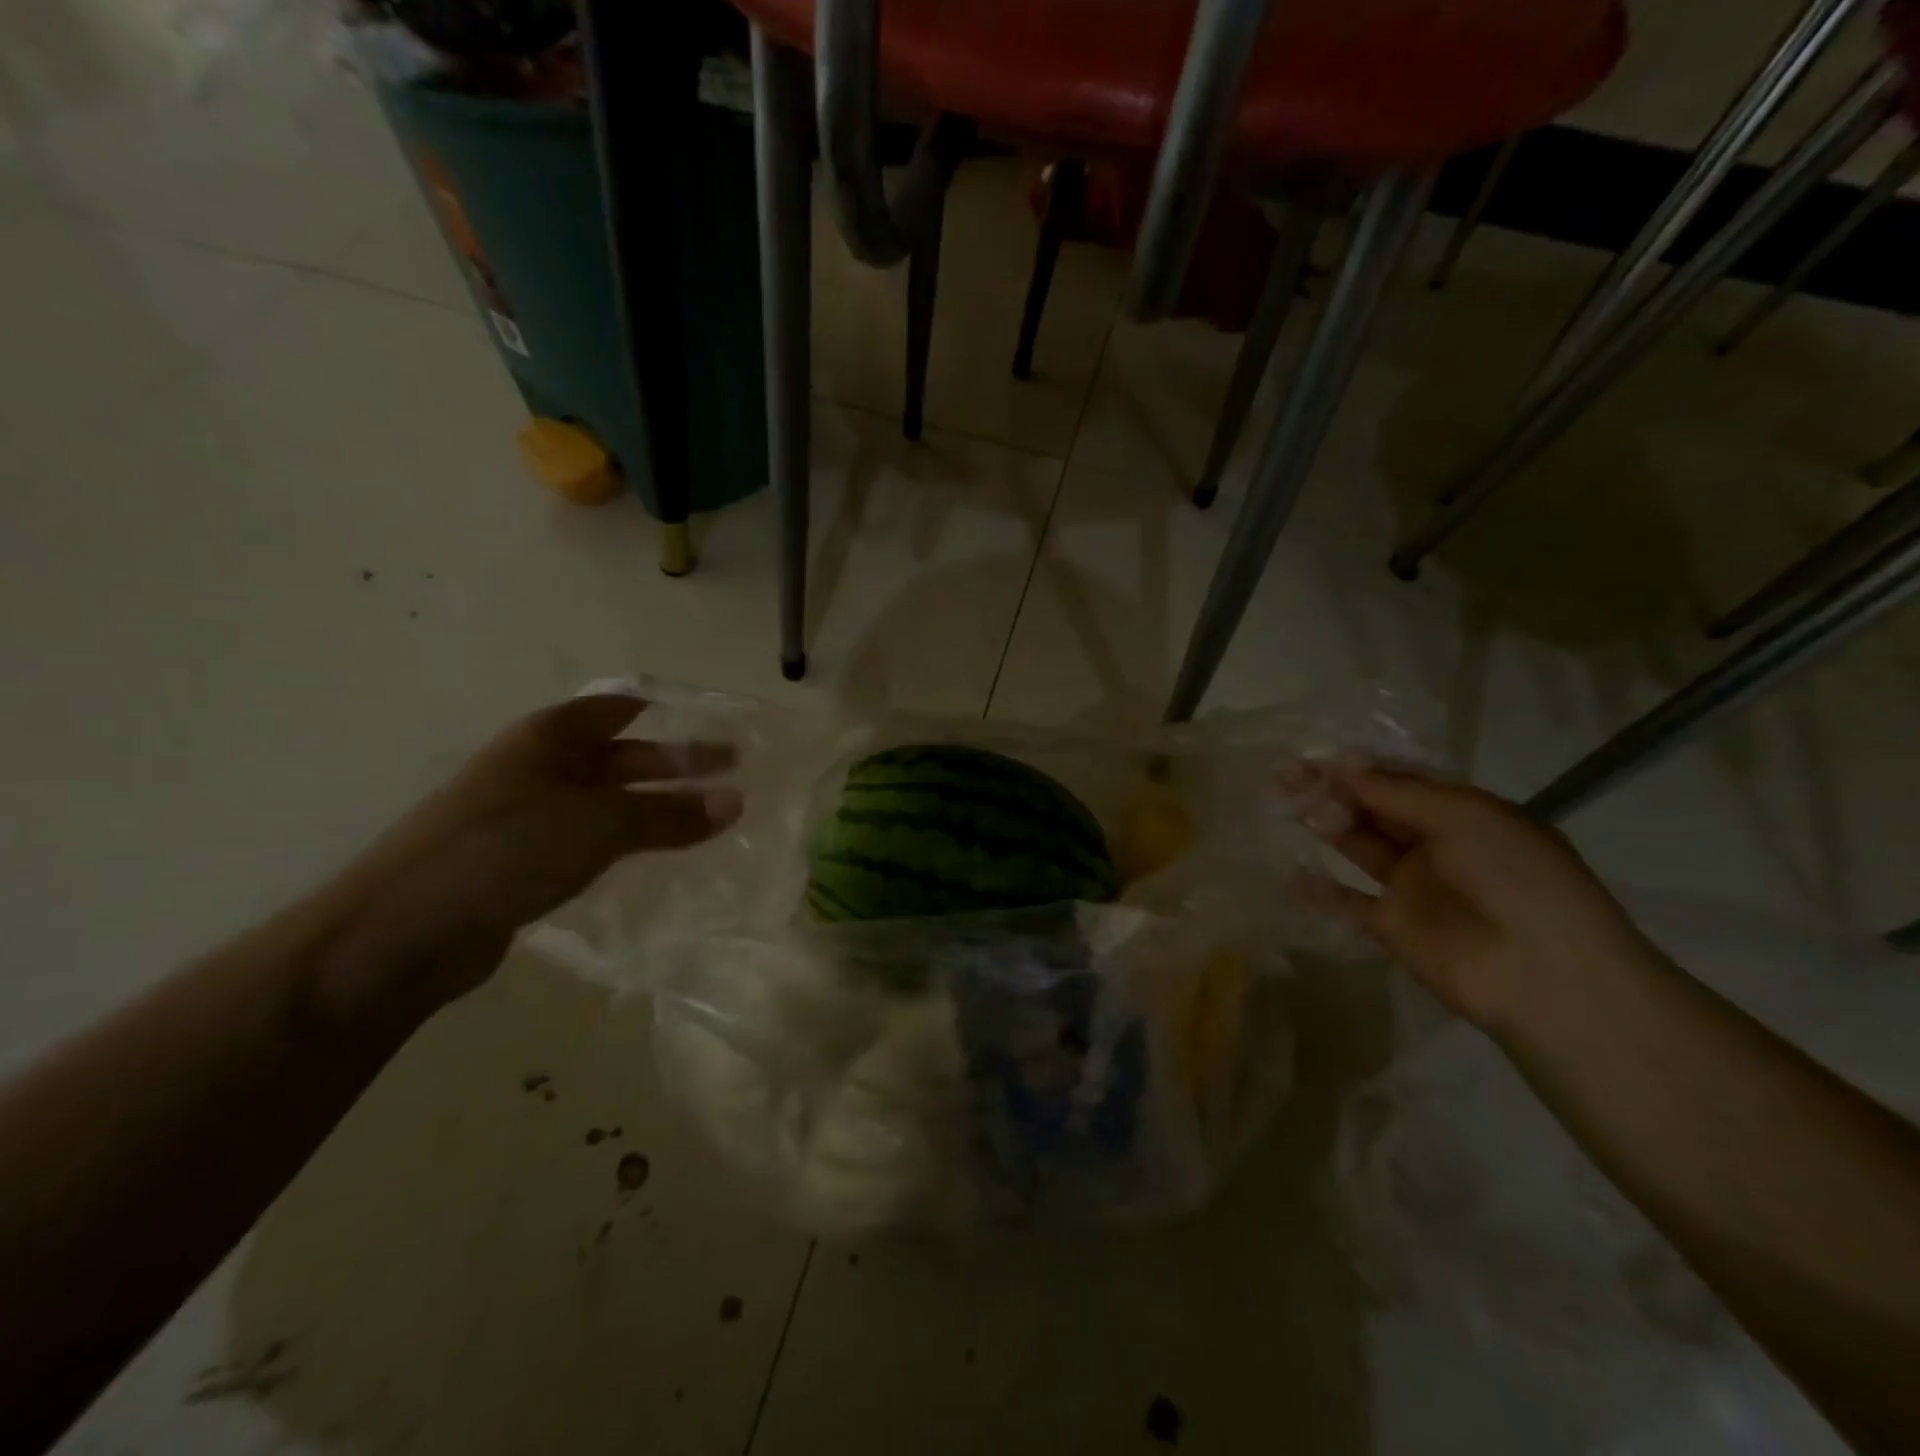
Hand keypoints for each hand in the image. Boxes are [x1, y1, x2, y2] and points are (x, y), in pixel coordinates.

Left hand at [303, 695, 740, 1038]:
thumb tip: (736, 802)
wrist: (402, 931)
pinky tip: (653, 858)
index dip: (663, 709)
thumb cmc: (505, 849)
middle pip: (618, 756)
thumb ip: (669, 815)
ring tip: (705, 820)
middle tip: (731, 773)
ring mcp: (526, 817)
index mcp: (547, 738)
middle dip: (673, 764)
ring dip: (653, 808)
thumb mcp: (599, 824)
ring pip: (606, 802)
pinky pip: (589, 841)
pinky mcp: (521, 864)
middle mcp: (536, 768)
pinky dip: (626, 842)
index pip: (615, 708)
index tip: (712, 718)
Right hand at [1298, 761, 1653, 1034]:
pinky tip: (1289, 872)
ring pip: (1357, 845)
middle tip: (1286, 775)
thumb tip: (1343, 764)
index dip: (1358, 767)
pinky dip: (1319, 888)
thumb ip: (1398, 792)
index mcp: (1463, 813)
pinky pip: (1347, 900)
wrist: (1543, 975)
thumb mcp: (1464, 818)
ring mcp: (1412, 885)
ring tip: (1287, 809)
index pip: (1400, 780)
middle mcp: (1435, 843)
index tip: (1314, 756)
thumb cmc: (1514, 878)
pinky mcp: (1391, 924)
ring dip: (1325, 825)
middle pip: (1374, 808)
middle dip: (1332, 789)